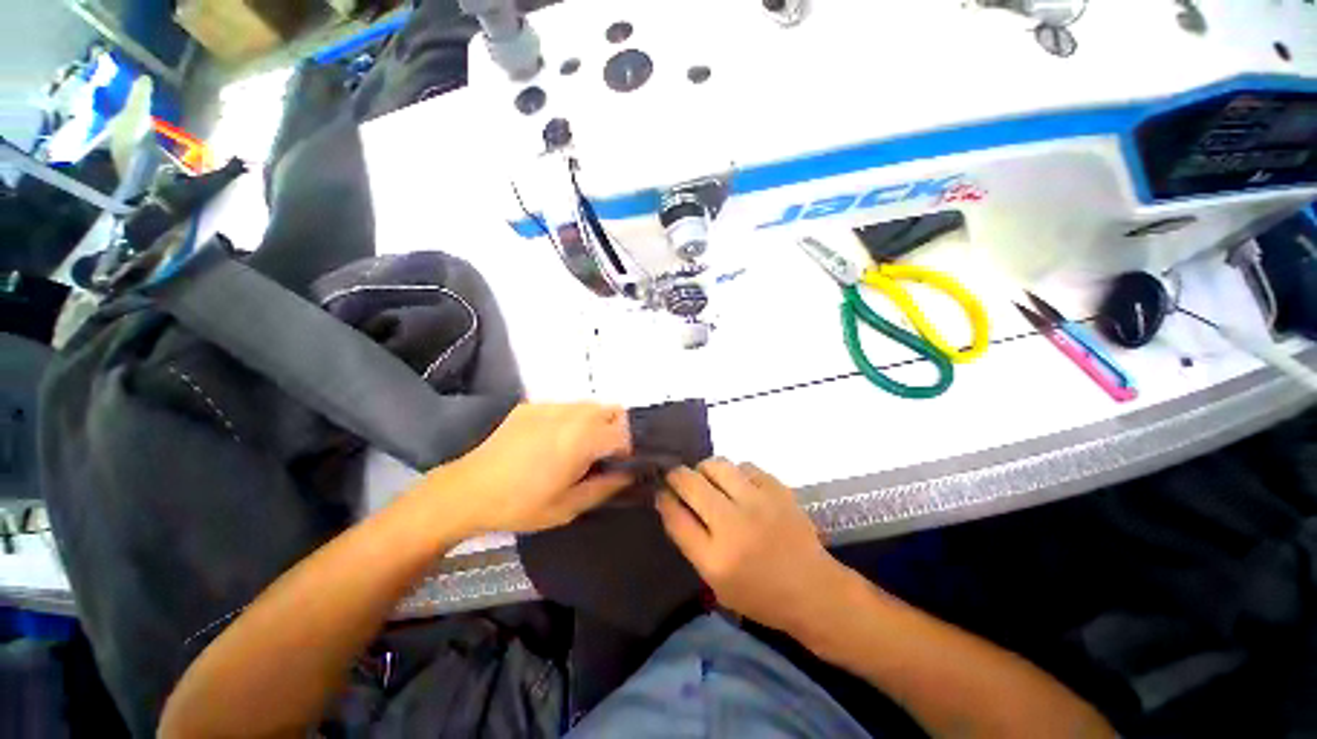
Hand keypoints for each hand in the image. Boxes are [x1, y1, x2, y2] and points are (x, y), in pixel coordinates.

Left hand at [427, 403, 632, 533]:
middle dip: (619, 430)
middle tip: (605, 456)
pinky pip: (566, 407)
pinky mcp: (533, 405)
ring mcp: (551, 405)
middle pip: (614, 410)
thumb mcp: (569, 506)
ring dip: (596, 423)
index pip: (628, 430)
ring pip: (591, 405)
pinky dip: (572, 420)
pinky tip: (552, 442)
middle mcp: (573, 413)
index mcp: (585, 438)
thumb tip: (631, 474)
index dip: (632, 448)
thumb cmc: (521, 504)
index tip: (624, 465)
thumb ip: (607, 486)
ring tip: (579, 448)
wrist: (468, 491)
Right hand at [657, 459, 843, 632]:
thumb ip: (690, 540)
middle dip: (677, 476)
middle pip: (691, 483)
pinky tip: (738, 485)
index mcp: (716, 558)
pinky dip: (735, 472)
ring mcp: (758, 502)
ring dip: (705, 469)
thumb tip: (670, 502)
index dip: (664, 498)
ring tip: (708, 479)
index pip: (676, 516)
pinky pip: (744, 466)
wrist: (813, 589)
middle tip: (678, 478)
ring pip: (716, 465)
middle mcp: (734, 525)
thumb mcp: (716, 581)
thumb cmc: (760, 593)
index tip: (661, 491)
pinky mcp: (777, 489)